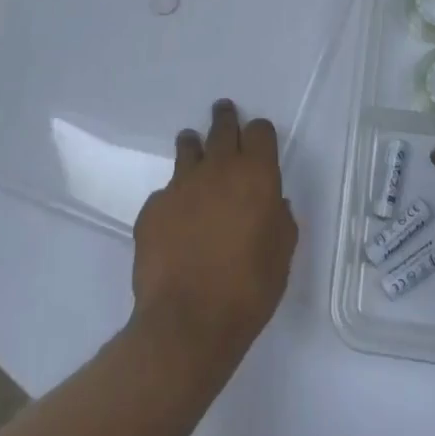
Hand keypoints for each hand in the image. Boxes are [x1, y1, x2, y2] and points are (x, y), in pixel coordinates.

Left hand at [131, 100, 297, 371]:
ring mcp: (181, 185)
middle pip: (222, 127)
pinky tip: (175, 220)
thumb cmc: (248, 289)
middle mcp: (218, 168)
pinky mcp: (152, 208)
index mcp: (256, 174)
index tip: (257, 139)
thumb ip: (280, 220)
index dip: (259, 133)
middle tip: (223, 112)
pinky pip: (166, 192)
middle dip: (225, 118)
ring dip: (193, 146)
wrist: (187, 323)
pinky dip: (173, 198)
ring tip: (193, 148)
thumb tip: (272, 204)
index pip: (260, 130)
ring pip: (188, 147)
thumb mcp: (282, 254)